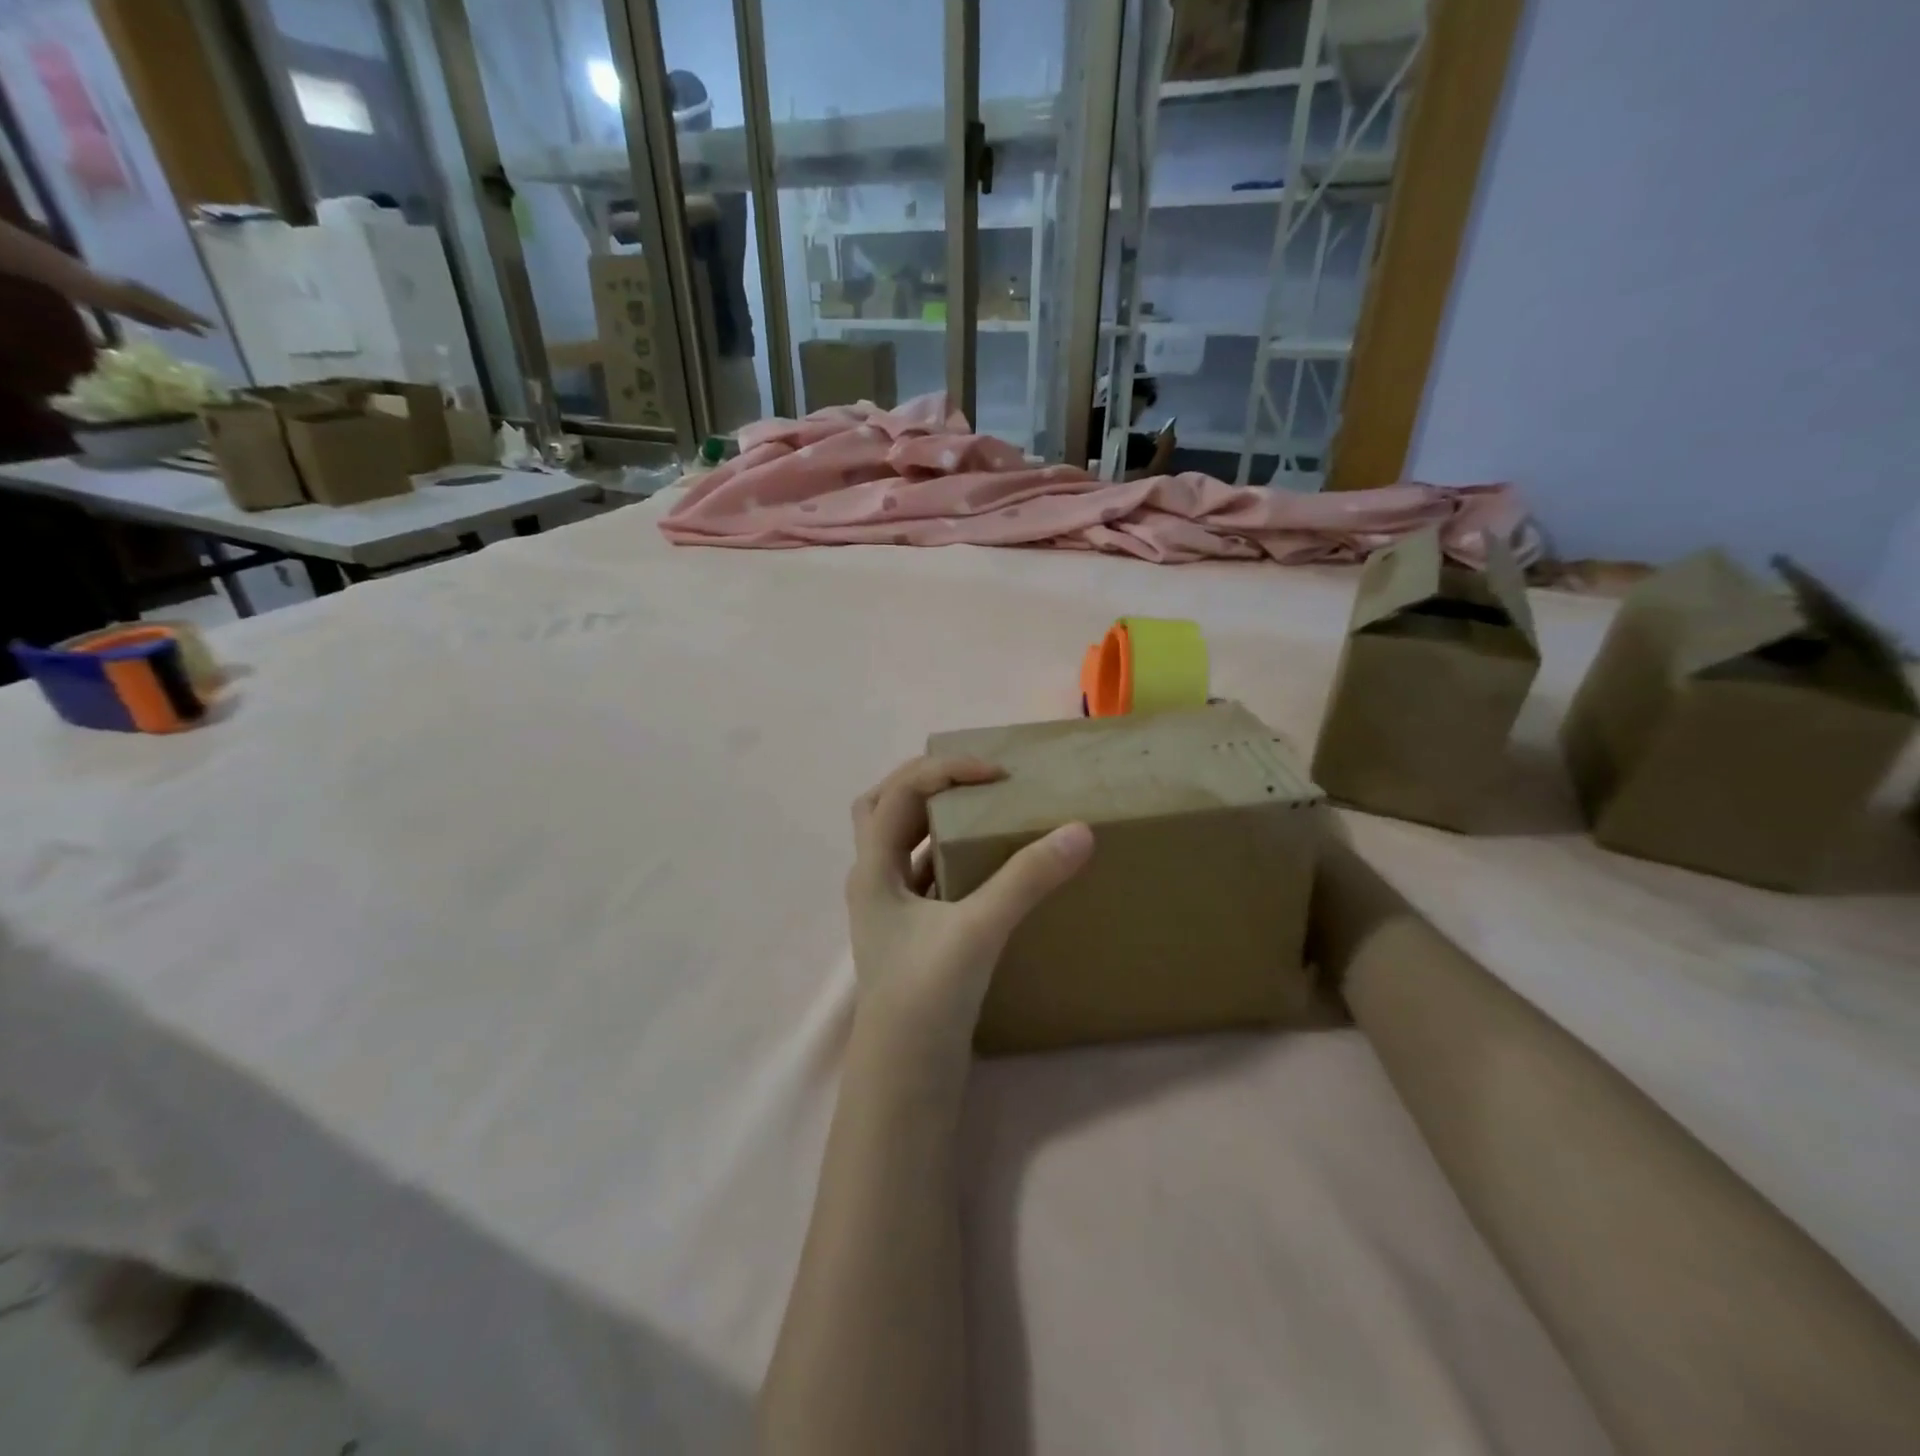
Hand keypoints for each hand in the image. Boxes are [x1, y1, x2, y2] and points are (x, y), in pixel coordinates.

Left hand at [93, 277, 210, 332]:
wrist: (62, 275)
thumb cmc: (93, 289)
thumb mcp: (122, 299)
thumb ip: (148, 313)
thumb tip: (175, 324)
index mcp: (147, 296)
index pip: (176, 310)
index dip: (194, 319)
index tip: (214, 328)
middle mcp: (143, 296)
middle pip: (171, 310)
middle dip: (189, 320)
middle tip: (208, 331)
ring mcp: (130, 298)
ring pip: (161, 311)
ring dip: (176, 320)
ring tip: (192, 330)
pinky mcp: (119, 303)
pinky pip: (146, 313)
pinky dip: (159, 320)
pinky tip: (166, 326)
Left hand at [846, 756, 1093, 1067]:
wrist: (906, 1079)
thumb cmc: (926, 996)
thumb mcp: (978, 929)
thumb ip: (1027, 878)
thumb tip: (1079, 831)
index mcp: (872, 868)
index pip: (901, 792)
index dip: (946, 770)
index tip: (997, 774)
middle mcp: (872, 882)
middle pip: (884, 808)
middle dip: (923, 783)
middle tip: (970, 779)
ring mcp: (889, 911)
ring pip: (902, 844)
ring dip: (935, 820)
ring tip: (981, 811)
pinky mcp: (911, 935)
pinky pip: (925, 877)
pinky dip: (949, 858)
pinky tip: (985, 867)